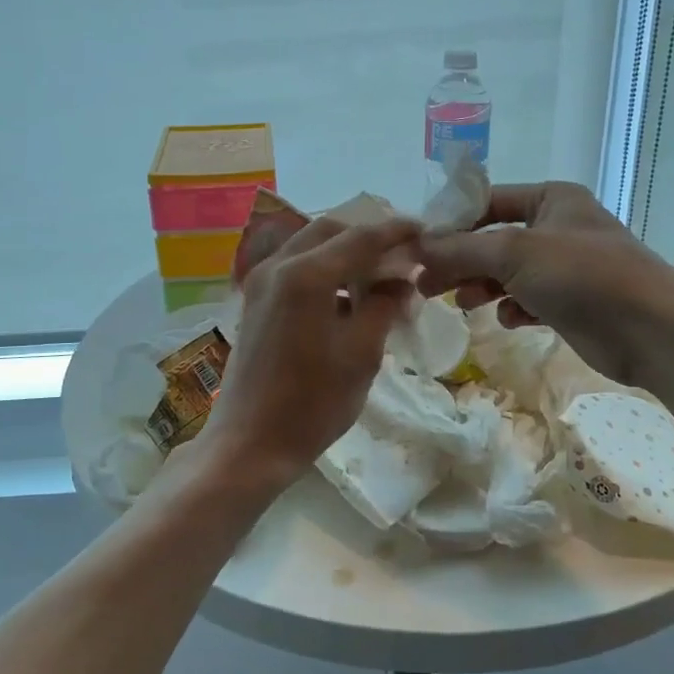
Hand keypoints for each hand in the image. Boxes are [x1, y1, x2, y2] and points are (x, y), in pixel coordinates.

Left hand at [195, 215, 418, 504]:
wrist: (249, 444)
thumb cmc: (312, 403)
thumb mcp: (361, 354)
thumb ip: (384, 305)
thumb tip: (402, 279)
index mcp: (306, 275)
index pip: (360, 237)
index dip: (394, 231)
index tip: (423, 230)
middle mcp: (278, 266)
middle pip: (330, 231)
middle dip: (367, 237)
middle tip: (400, 255)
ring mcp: (260, 282)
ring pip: (309, 245)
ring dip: (344, 253)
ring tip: (377, 277)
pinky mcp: (254, 300)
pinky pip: (294, 266)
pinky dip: (323, 269)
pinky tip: (346, 296)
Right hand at [416, 182, 673, 387]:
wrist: (654, 331)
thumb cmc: (585, 276)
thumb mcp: (516, 254)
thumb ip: (462, 248)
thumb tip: (417, 247)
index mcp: (551, 199)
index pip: (487, 202)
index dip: (451, 223)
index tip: (418, 249)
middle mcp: (557, 227)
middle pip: (493, 239)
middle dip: (461, 261)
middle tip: (426, 284)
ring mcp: (565, 266)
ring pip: (507, 272)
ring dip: (482, 286)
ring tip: (461, 304)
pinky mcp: (571, 302)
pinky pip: (528, 299)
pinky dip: (513, 307)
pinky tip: (510, 320)